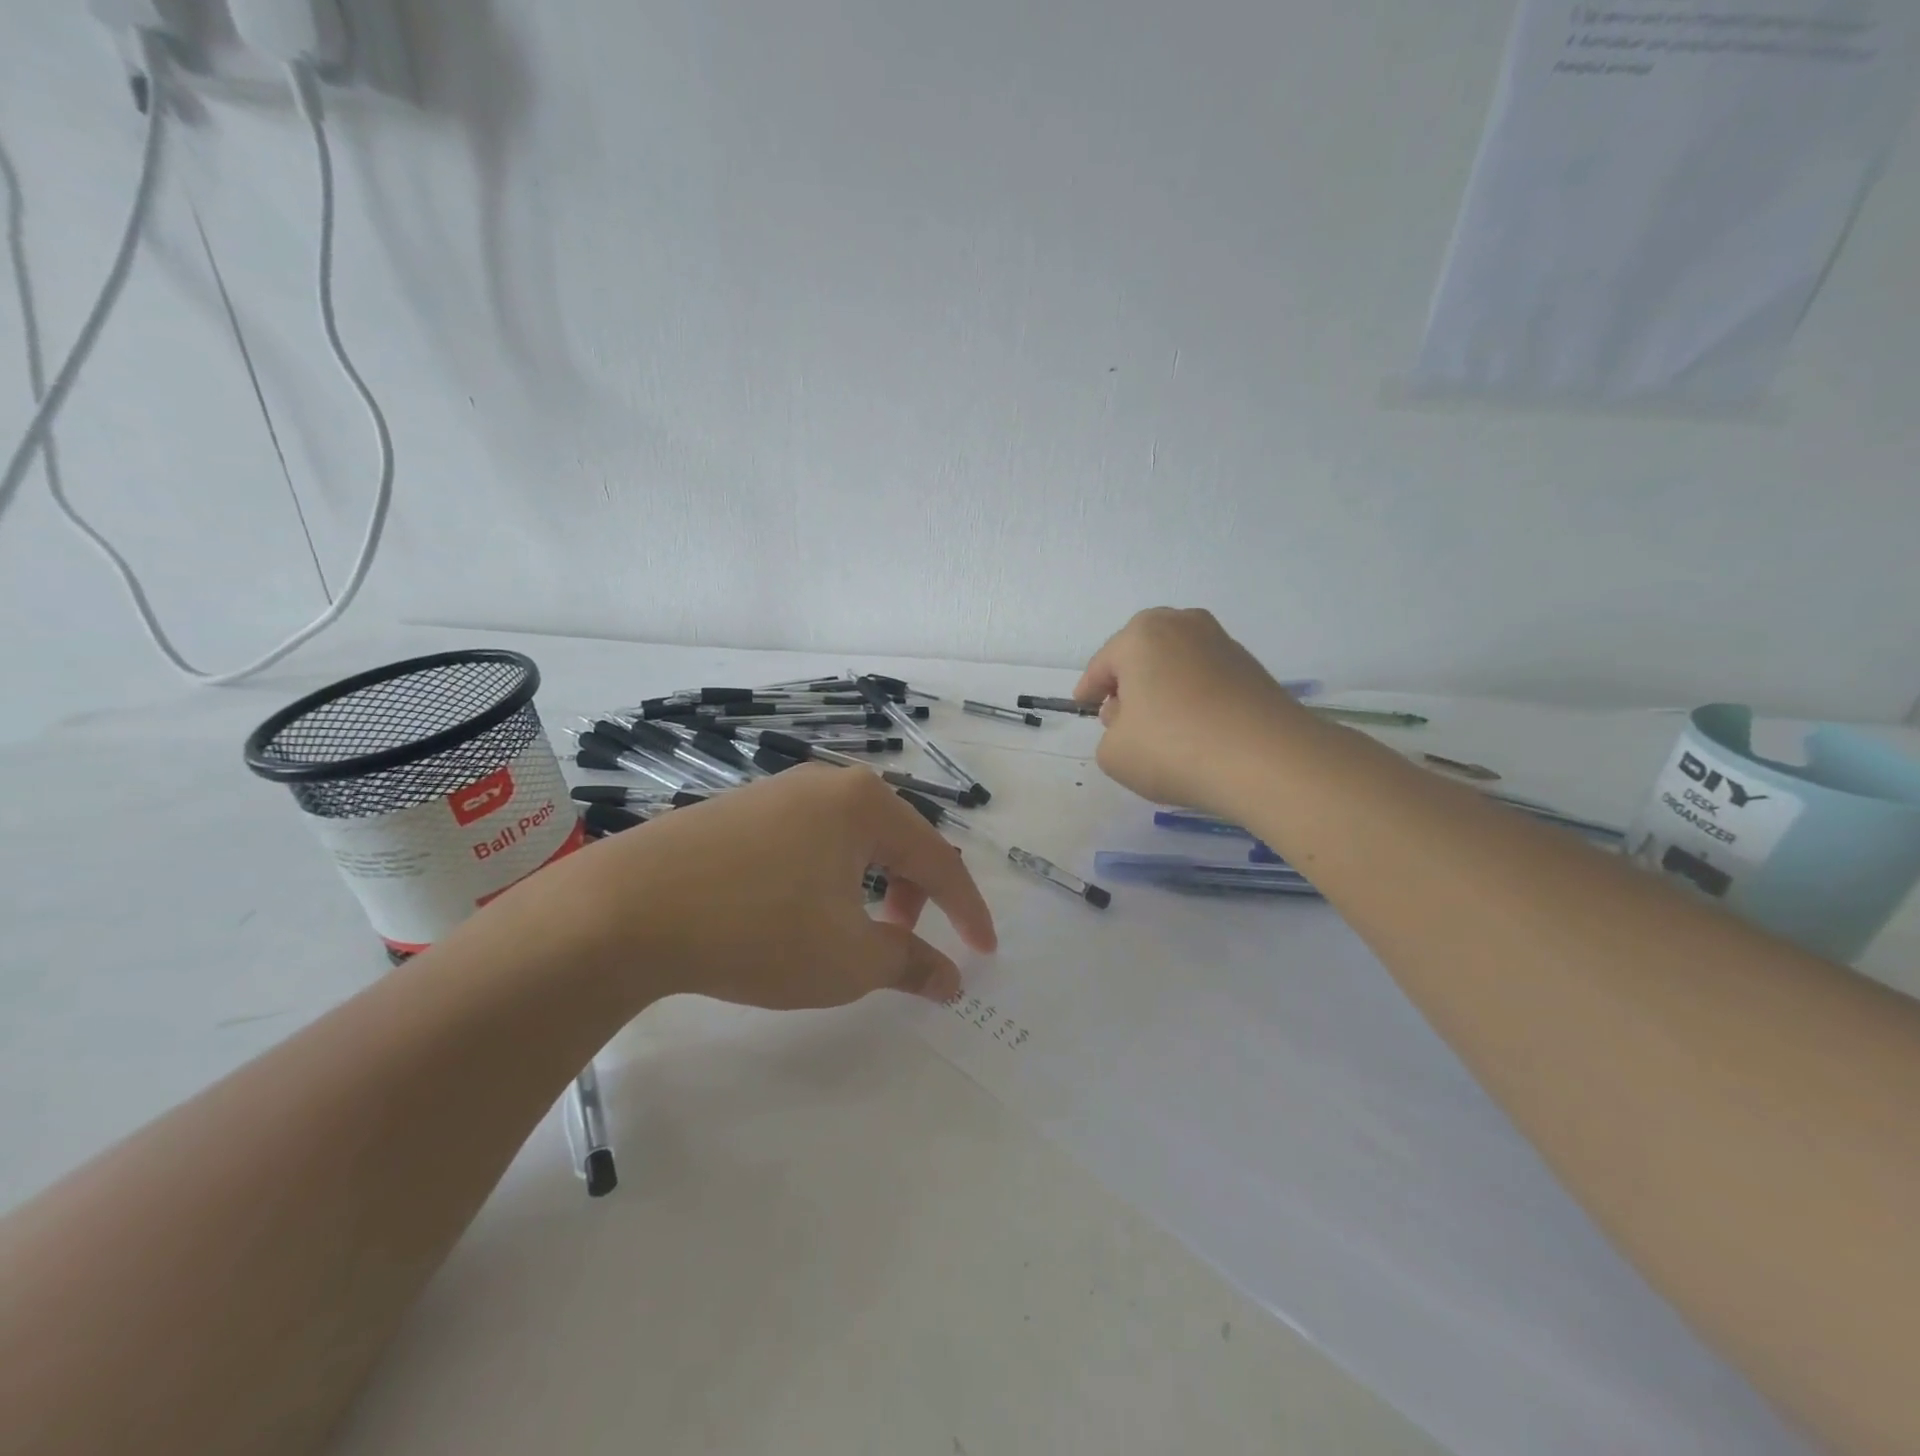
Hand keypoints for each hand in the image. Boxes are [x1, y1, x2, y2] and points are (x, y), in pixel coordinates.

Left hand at [544, 766, 996, 1009]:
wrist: (625, 909)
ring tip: (850, 929)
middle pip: (895, 840)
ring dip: (868, 885)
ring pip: (848, 840)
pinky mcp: (737, 809)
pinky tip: (796, 909)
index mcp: (865, 804)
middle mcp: (827, 783)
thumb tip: (952, 979)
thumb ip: (910, 964)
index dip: (967, 910)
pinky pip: (806, 840)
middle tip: (906, 941)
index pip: (938, 859)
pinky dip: (825, 877)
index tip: (984, 951)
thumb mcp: (848, 959)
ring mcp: (777, 791)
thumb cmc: (758, 929)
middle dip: (914, 894)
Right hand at [1074, 607, 1309, 812]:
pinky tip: (1194, 732)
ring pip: (1175, 666)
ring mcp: (1222, 643)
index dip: (1089, 691)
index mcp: (1140, 635)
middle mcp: (1182, 625)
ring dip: (1163, 691)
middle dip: (1128, 684)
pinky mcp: (1252, 668)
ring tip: (1160, 730)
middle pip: (1141, 656)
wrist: (1267, 761)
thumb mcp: (1114, 753)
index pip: (1102, 665)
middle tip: (1121, 719)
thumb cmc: (1173, 748)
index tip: (1084, 708)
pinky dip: (1193, 699)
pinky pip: (1205, 680)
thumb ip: (1111, 733)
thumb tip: (1135, 720)